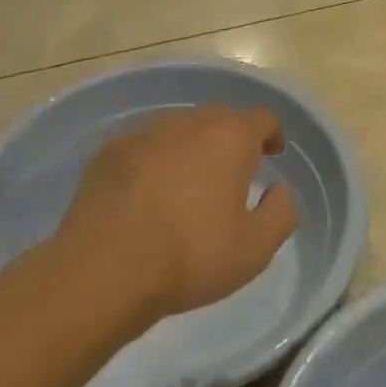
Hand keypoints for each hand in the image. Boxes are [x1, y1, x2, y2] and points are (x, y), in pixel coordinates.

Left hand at [57, 106, 297, 319]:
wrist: (104, 269)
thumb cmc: (190, 256)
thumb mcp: (255, 247)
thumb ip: (281, 212)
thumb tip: (279, 190)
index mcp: (229, 138)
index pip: (262, 118)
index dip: (272, 134)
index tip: (272, 154)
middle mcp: (188, 122)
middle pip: (220, 117)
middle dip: (232, 137)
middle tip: (234, 169)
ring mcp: (144, 132)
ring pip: (179, 126)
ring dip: (192, 145)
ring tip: (190, 179)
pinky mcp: (109, 151)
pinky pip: (145, 143)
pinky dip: (156, 157)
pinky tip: (149, 189)